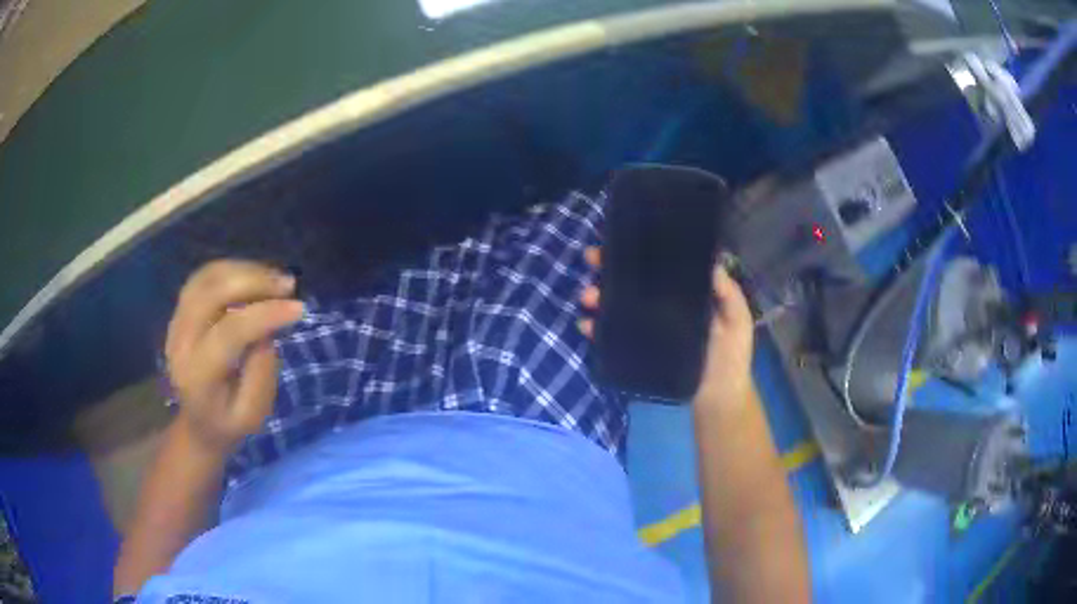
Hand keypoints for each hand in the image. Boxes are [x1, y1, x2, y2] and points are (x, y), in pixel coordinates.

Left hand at [165, 260, 303, 454]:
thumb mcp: (253, 415)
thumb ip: (261, 374)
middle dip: (253, 281)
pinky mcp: (179, 311)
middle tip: (288, 285)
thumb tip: (268, 330)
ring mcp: (176, 322)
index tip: (299, 308)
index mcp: (198, 376)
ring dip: (244, 270)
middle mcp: (180, 343)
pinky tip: (254, 278)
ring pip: (207, 277)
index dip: (264, 314)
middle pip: (212, 293)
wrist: (197, 423)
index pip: (229, 333)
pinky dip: (231, 270)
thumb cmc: (229, 423)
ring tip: (274, 279)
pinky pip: (203, 277)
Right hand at [577, 247, 754, 407]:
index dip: (639, 252)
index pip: (657, 267)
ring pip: (616, 306)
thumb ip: (729, 294)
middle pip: (630, 282)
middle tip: (592, 258)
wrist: (718, 397)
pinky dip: (595, 330)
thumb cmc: (731, 355)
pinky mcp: (636, 352)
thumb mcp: (737, 319)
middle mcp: (660, 307)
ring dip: (597, 296)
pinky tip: (586, 325)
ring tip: (589, 296)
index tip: (620, 239)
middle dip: (607, 268)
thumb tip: (713, 263)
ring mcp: (646, 329)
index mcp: (682, 294)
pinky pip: (611, 338)